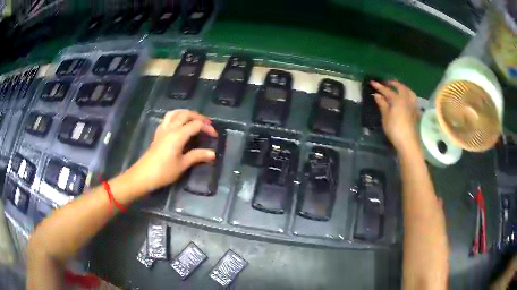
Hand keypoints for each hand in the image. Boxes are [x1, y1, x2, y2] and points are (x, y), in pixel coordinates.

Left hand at [125, 109, 217, 192]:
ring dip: (185, 113)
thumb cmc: (164, 172)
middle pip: (186, 114)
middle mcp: (170, 128)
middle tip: (207, 124)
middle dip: (198, 117)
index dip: (207, 128)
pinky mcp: (157, 134)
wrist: (143, 175)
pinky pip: (167, 119)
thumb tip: (212, 153)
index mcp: (178, 135)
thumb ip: (197, 156)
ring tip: (193, 119)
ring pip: (175, 113)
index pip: (196, 125)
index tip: (214, 136)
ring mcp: (162, 130)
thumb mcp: (182, 165)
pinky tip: (177, 124)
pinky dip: (175, 117)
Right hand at [372, 80, 419, 151]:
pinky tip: (406, 98)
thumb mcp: (385, 117)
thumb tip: (377, 95)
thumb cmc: (394, 129)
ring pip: (409, 91)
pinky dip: (409, 95)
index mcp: (397, 99)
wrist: (408, 142)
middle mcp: (406, 99)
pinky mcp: (415, 112)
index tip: (372, 82)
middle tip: (386, 82)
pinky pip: (412, 99)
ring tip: (399, 87)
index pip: (387, 90)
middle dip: (393, 83)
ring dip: (403, 87)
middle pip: (400, 87)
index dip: (379, 86)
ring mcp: (412, 105)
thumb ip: (382, 104)